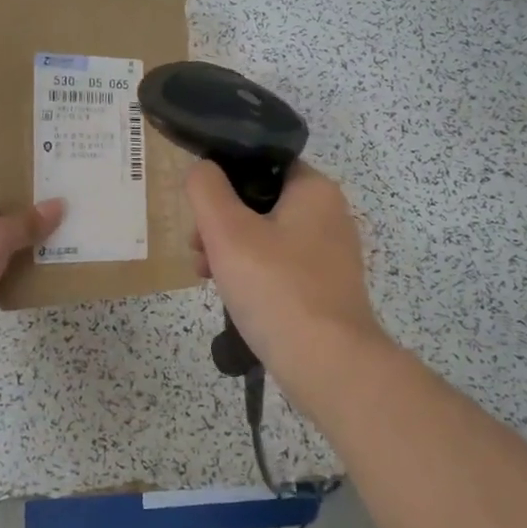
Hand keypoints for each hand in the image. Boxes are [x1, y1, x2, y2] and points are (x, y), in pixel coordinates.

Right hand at [185, 159, 386, 374]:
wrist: (328, 365)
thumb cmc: (276, 288)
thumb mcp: (227, 231)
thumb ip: (206, 189)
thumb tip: (203, 169)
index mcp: (314, 190)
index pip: (262, 162)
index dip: (224, 177)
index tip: (199, 206)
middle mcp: (329, 215)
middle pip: (260, 201)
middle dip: (221, 221)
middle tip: (196, 246)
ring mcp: (330, 254)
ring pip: (267, 236)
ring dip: (231, 249)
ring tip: (204, 274)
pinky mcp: (326, 288)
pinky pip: (280, 266)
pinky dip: (253, 273)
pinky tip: (231, 296)